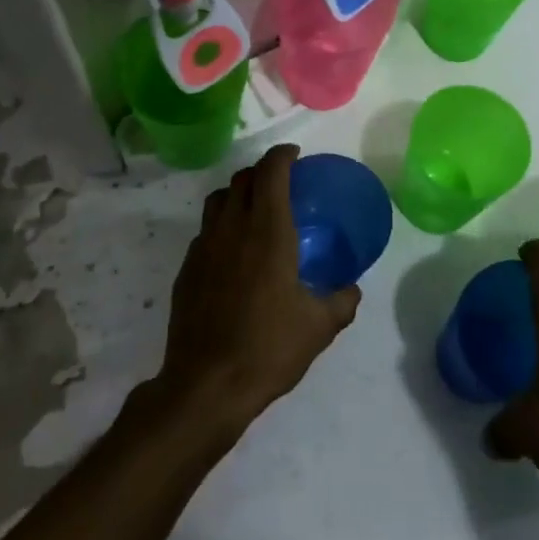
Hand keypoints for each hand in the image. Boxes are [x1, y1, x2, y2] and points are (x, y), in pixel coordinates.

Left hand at [152, 144, 360, 442]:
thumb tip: (351, 290)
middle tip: (280, 182)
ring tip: (254, 211)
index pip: (270, 173)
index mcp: (267, 232)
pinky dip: (221, 226)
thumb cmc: (268, 348)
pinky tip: (233, 254)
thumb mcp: (319, 327)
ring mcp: (203, 248)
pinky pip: (205, 232)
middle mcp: (232, 230)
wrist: (207, 385)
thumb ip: (341, 302)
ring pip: (217, 201)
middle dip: (261, 171)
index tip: (295, 155)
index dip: (282, 156)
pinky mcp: (186, 270)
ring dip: (237, 194)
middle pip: (241, 179)